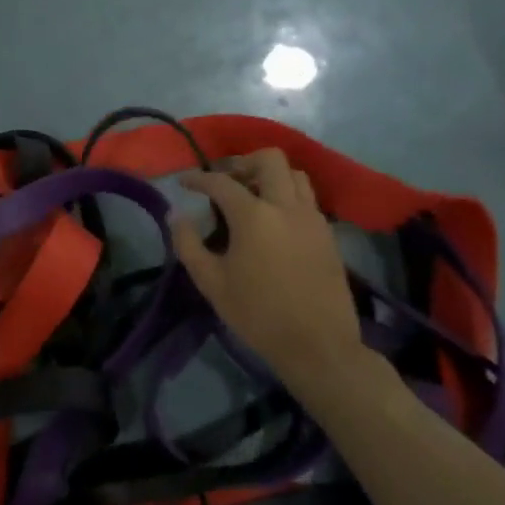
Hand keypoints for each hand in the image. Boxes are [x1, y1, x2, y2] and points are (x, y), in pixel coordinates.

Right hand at [170, 149, 364, 383]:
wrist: (318, 345)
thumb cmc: (257, 313)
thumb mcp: (210, 282)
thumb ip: (188, 244)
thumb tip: (176, 215)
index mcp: (254, 216)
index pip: (221, 182)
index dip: (198, 178)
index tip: (183, 182)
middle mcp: (286, 207)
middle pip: (269, 159)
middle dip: (242, 163)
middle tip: (224, 181)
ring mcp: (312, 218)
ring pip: (295, 175)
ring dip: (270, 176)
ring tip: (251, 196)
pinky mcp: (328, 234)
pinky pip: (307, 199)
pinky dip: (287, 196)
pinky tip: (273, 221)